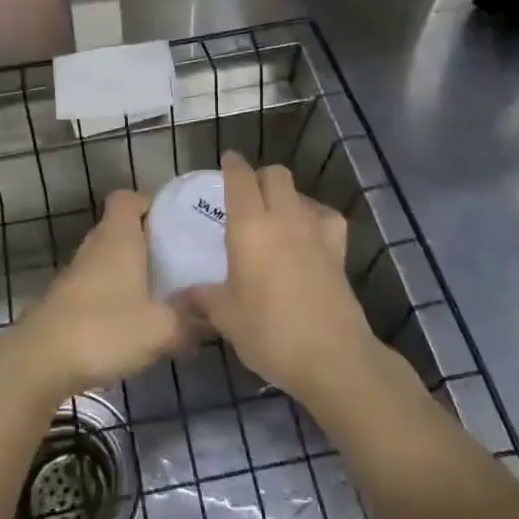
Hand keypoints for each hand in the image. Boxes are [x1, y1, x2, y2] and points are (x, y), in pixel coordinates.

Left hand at [12, 190, 190, 401]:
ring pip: (109, 258)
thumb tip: (212, 318)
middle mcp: (95, 246)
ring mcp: (76, 273)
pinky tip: (135, 321)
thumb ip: (190, 321)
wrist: (40, 361)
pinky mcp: (66, 300)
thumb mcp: (161, 329)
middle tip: (180, 259)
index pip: (128, 197)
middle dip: (149, 240)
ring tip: (163, 292)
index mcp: (118, 237)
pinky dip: (116, 294)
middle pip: (121, 227)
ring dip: (132, 270)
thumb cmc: (104, 329)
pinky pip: (98, 285)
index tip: (177, 220)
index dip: (151, 202)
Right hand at [184, 152, 375, 400]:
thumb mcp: (226, 317)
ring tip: (275, 216)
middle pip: (275, 174)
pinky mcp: (338, 250)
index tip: (227, 161)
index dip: (233, 165)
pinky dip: (315, 217)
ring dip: (286, 196)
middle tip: (246, 195)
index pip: (240, 177)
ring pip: (300, 193)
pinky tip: (308, 233)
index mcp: (249, 226)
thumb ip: (202, 298)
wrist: (332, 357)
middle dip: (260, 177)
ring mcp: (315, 231)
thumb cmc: (269, 331)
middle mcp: (283, 217)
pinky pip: (326, 217)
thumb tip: (180, 296)